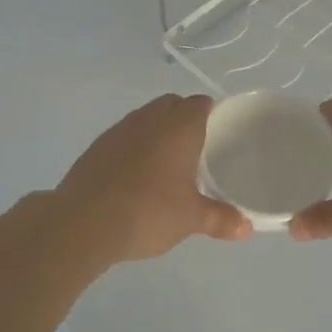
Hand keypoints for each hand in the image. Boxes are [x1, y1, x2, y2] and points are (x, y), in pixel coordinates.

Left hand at [53, 94, 250, 264]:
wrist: (85, 221)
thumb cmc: (149, 211)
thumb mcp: (191, 219)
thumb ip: (220, 218)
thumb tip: (247, 228)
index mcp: (179, 127)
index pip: (200, 103)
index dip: (211, 113)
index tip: (219, 132)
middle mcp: (150, 118)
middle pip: (172, 105)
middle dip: (184, 119)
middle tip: (196, 149)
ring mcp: (120, 129)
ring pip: (145, 118)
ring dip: (157, 131)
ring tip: (166, 163)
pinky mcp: (97, 146)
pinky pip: (124, 136)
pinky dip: (133, 147)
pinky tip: (135, 175)